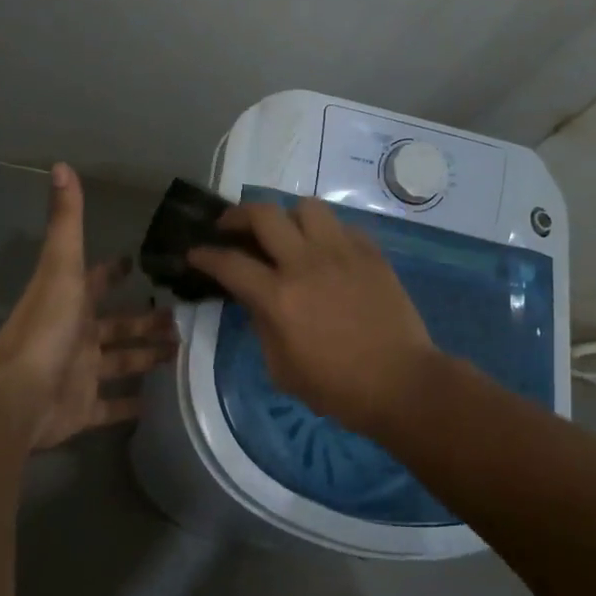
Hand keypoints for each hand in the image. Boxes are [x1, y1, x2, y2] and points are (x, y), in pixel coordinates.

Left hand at [0, 164, 177, 449]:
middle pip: (116, 325)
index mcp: (71, 302)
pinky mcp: (83, 409)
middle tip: (180, 316)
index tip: (136, 263)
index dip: (115, 271)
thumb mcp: (62, 267)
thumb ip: (66, 221)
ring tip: (181, 351)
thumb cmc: (46, 327)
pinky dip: (129, 405)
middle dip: (145, 320)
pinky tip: (156, 402)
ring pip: (120, 363)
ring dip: (146, 357)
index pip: (97, 280)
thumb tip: (61, 165)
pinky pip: (110, 407)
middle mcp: (76, 335)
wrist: (20, 395)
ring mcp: (79, 374)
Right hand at [188, 198, 437, 434]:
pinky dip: (326, 233)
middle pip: (264, 214)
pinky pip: (342, 226)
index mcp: (278, 297)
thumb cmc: (337, 388)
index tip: (195, 252)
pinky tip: (326, 251)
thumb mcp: (282, 369)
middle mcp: (306, 263)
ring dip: (288, 216)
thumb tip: (256, 300)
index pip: (230, 263)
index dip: (205, 255)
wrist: (401, 383)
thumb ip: (262, 327)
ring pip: (307, 207)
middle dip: (238, 215)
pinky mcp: (371, 253)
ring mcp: (342, 252)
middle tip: (232, 227)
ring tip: (286, 233)